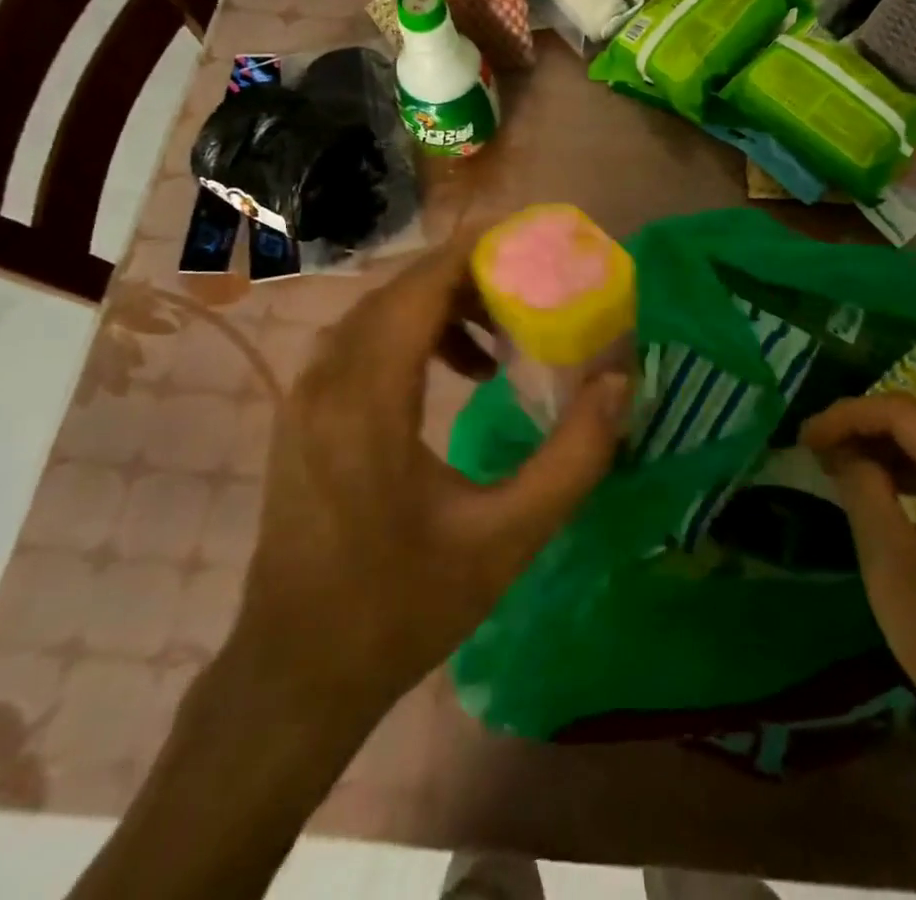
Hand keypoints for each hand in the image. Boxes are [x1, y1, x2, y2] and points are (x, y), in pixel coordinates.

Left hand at [233, 220, 627, 719]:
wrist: (295, 674)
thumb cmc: (402, 607)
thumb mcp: (508, 539)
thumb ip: (574, 457)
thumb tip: (620, 383)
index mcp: (367, 400)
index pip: (420, 286)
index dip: (477, 252)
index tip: (534, 241)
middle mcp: (325, 380)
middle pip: (402, 290)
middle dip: (471, 278)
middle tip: (534, 290)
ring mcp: (306, 395)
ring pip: (381, 313)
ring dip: (443, 306)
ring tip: (503, 338)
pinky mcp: (304, 413)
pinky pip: (364, 342)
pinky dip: (415, 334)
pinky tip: (459, 373)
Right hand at [802, 394, 915, 754]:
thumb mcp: (891, 561)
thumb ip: (862, 488)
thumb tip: (838, 446)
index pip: (903, 413)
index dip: (847, 416)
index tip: (804, 437)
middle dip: (859, 428)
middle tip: (810, 448)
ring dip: (875, 448)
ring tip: (828, 461)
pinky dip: (897, 471)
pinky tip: (866, 483)